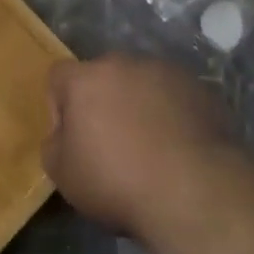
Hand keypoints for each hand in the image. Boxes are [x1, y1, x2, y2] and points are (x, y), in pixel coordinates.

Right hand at [43, 54, 234, 236]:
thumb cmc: (117, 181)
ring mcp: (165, 71)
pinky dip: (172, 113)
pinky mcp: (198, 87)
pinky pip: (175, 95)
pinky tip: (179, 147)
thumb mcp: (63, 175)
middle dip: (104, 102)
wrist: (192, 189)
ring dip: (140, 105)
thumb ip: (54, 144)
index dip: (60, 106)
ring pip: (142, 83)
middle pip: (104, 76)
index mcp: (86, 79)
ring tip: (152, 147)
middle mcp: (124, 63)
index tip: (73, 139)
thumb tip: (64, 134)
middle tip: (113, 143)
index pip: (59, 76)